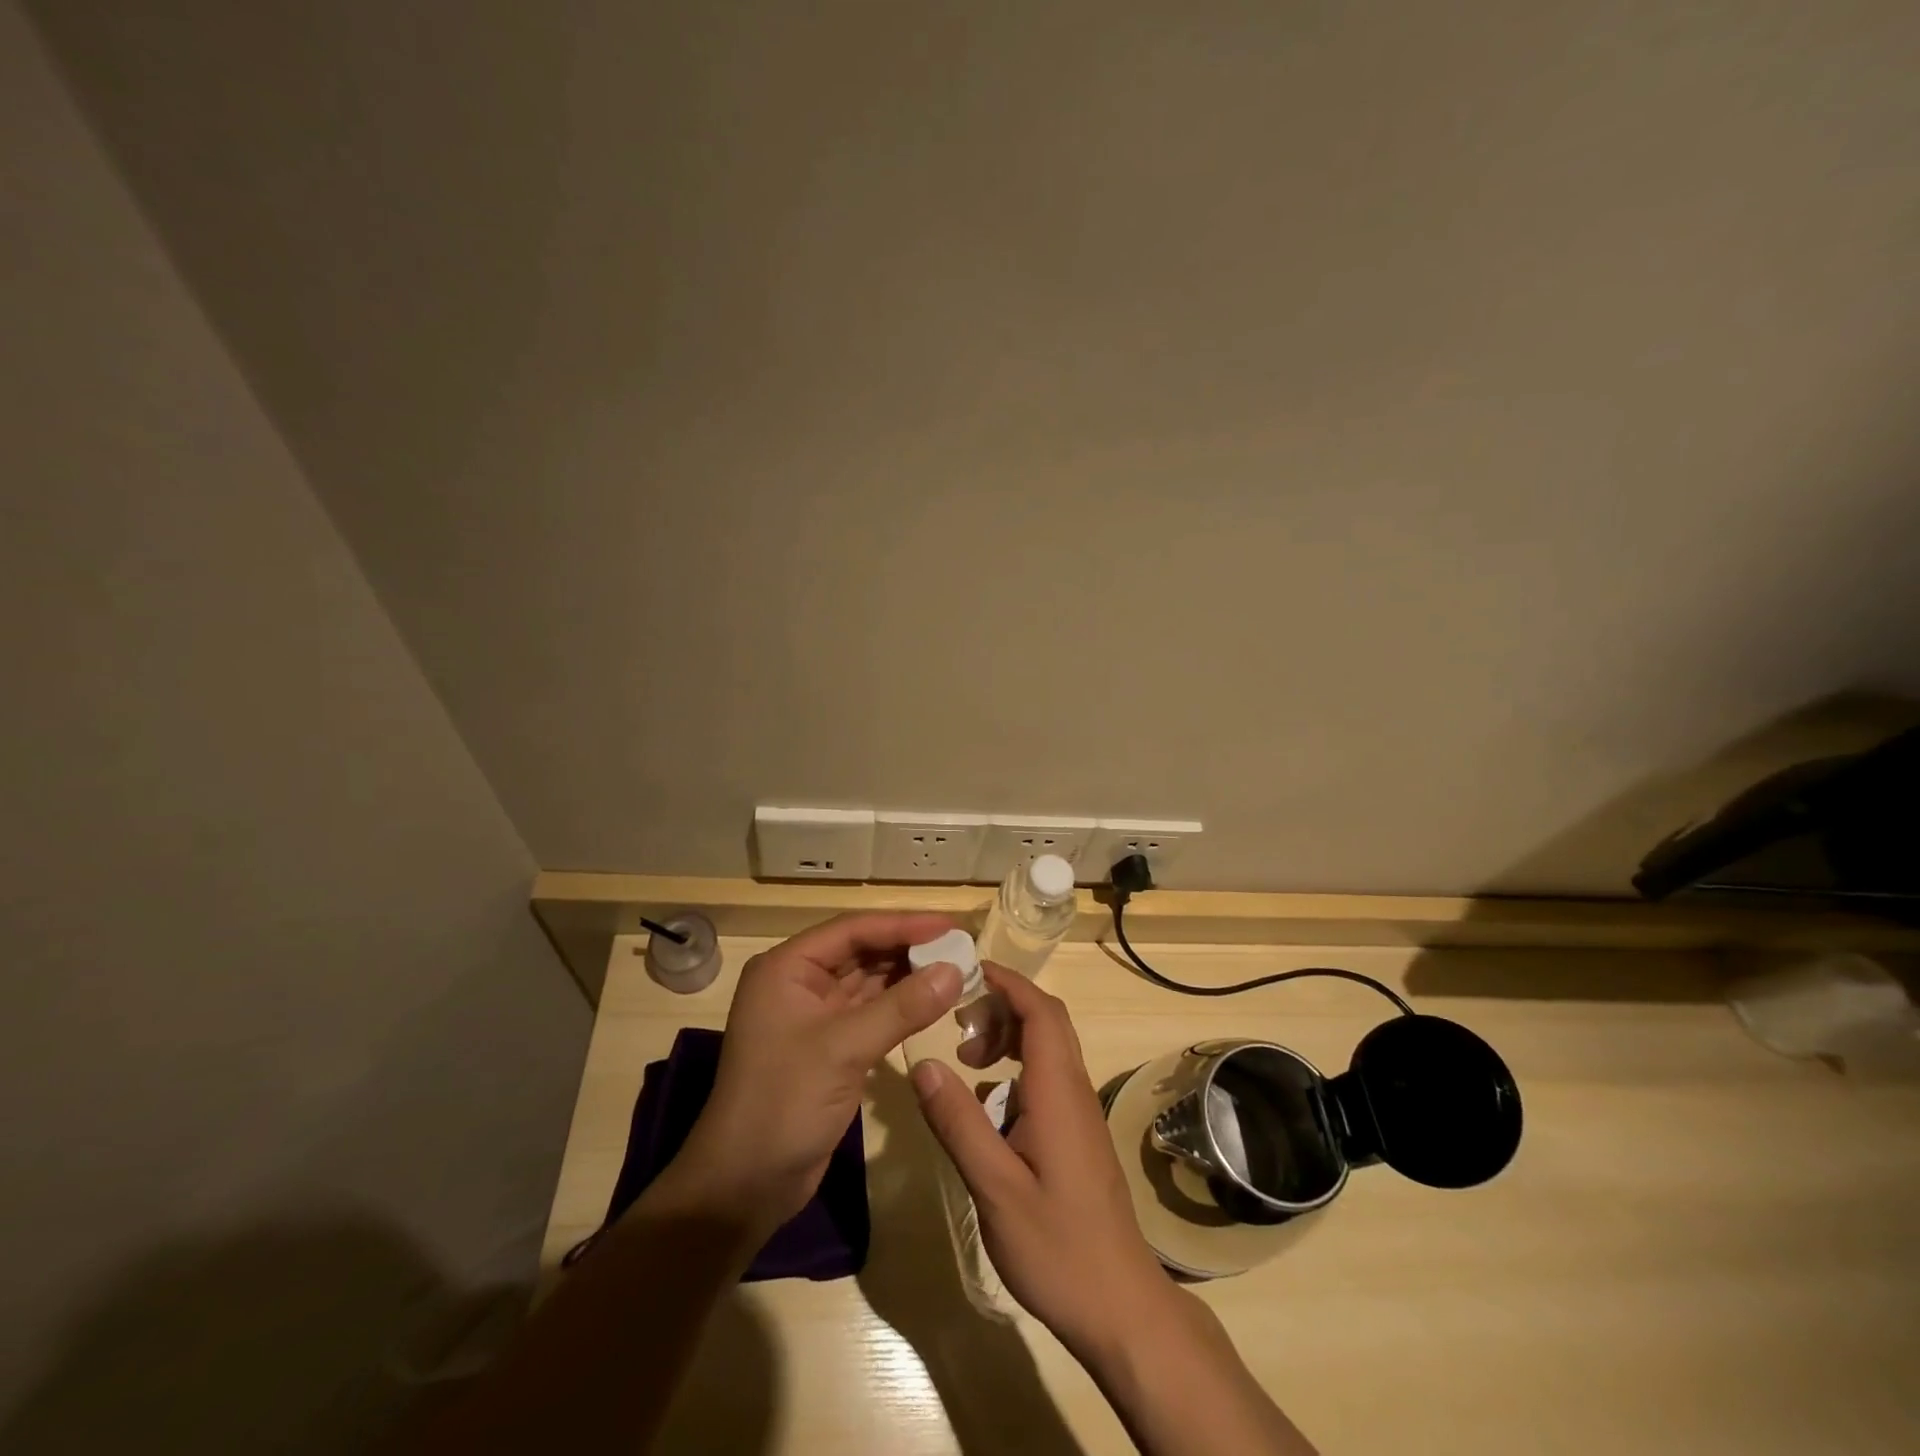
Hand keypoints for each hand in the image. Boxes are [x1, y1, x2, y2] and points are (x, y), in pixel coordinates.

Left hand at [661, 912, 963, 1235]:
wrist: (745, 1186)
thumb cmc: (784, 1103)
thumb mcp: (845, 1049)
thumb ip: (902, 1007)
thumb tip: (956, 970)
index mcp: (788, 968)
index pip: (853, 930)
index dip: (903, 924)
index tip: (950, 924)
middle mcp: (799, 983)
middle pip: (862, 952)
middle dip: (909, 948)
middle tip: (960, 945)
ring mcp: (814, 1016)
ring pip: (869, 982)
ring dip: (908, 976)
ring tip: (956, 968)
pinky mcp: (829, 1047)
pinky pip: (871, 1012)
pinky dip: (900, 1006)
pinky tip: (932, 1002)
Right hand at [909, 963, 1177, 1358]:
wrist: (1121, 1306)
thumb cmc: (1058, 1246)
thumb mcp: (995, 1187)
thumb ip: (959, 1123)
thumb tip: (924, 1063)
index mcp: (1058, 1090)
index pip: (1039, 1010)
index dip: (1007, 982)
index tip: (967, 970)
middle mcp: (1074, 1090)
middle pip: (1045, 1020)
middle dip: (1002, 1006)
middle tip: (958, 1020)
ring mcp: (1079, 1113)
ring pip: (1047, 1049)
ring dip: (1008, 1037)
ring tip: (967, 1058)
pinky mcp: (1077, 1135)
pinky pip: (1047, 1078)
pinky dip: (1015, 1069)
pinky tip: (987, 1105)